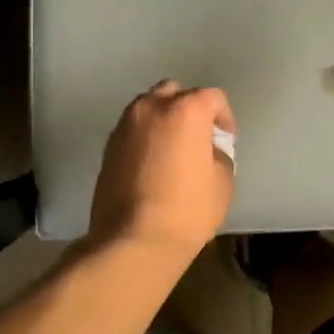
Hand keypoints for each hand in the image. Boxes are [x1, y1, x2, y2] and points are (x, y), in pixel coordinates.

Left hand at [88, 80, 235, 257]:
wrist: (132, 240)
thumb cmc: (186, 210)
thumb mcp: (222, 182)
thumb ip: (218, 155)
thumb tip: (206, 151)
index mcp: (186, 110)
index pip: (213, 97)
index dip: (224, 117)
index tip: (225, 140)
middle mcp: (152, 107)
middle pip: (175, 92)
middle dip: (190, 109)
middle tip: (198, 138)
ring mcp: (125, 125)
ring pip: (149, 107)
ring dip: (164, 120)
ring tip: (172, 149)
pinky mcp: (108, 146)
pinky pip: (133, 129)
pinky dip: (145, 137)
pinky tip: (152, 164)